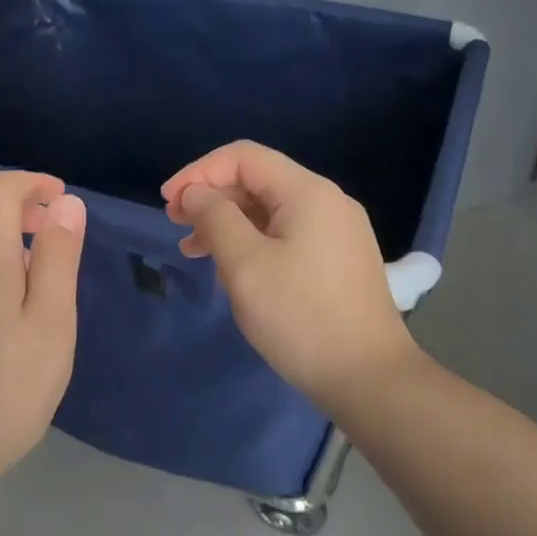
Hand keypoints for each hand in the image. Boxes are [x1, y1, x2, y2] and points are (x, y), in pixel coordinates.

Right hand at [162, 141, 418, 407]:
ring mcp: (338, 231)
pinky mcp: (339, 259)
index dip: (199, 171)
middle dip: (212, 197)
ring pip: (271, 210)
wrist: (369, 378)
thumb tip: (196, 193)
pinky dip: (254, 242)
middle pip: (259, 181)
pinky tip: (232, 269)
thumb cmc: (301, 317)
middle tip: (175, 225)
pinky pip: (288, 234)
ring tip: (193, 250)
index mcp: (308, 192)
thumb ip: (215, 219)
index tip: (167, 201)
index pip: (244, 157)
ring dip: (229, 223)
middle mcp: (327, 201)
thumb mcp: (245, 265)